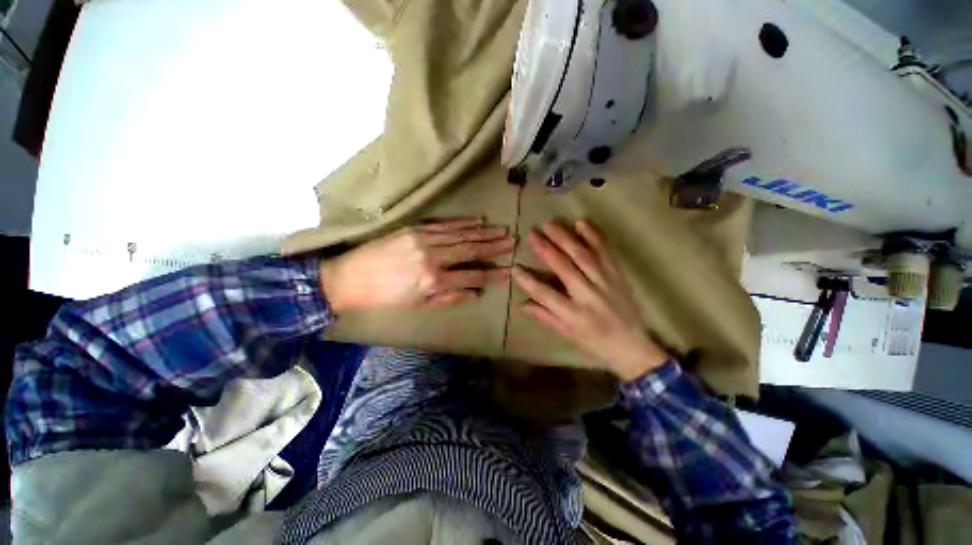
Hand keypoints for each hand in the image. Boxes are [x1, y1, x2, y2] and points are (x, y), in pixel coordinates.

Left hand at [320, 217, 513, 310]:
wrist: (349, 278)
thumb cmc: (386, 297)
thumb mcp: (419, 305)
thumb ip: (450, 297)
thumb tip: (477, 292)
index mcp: (434, 280)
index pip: (472, 276)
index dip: (493, 274)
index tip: (509, 270)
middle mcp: (433, 257)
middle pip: (470, 250)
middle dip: (494, 247)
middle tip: (512, 242)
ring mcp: (423, 239)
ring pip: (460, 234)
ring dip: (483, 233)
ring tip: (501, 230)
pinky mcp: (414, 228)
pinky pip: (444, 224)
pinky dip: (462, 222)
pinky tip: (477, 220)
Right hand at [512, 219, 669, 380]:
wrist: (633, 347)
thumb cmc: (595, 343)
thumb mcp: (567, 334)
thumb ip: (545, 316)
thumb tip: (521, 303)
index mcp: (575, 315)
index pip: (546, 294)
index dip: (528, 281)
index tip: (515, 268)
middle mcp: (589, 295)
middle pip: (565, 268)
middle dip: (546, 249)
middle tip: (532, 233)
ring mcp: (606, 282)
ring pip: (583, 256)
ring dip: (565, 238)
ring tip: (550, 224)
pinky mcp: (618, 275)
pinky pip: (605, 252)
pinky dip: (594, 236)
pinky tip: (582, 223)